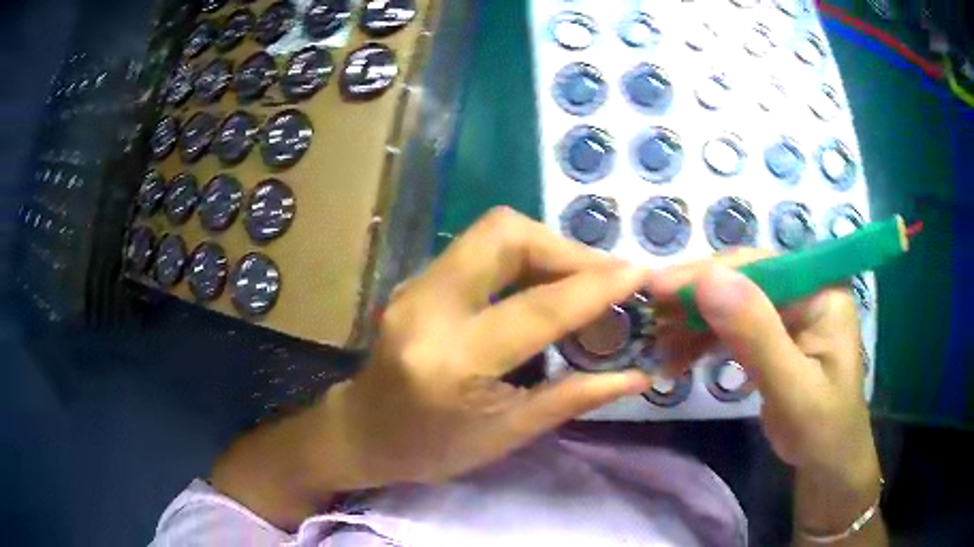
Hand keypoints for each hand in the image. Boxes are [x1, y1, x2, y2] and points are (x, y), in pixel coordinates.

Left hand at [320, 207, 652, 487]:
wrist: (362, 433)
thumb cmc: (432, 449)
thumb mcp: (508, 435)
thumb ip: (575, 398)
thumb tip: (639, 373)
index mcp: (452, 361)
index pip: (537, 308)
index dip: (595, 285)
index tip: (640, 274)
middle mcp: (427, 307)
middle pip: (505, 234)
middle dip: (566, 247)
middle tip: (605, 279)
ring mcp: (415, 285)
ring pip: (492, 232)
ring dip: (547, 248)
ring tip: (581, 282)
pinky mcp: (416, 279)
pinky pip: (479, 248)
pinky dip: (522, 257)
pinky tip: (543, 285)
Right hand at [647, 250, 884, 542]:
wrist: (827, 463)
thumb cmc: (821, 430)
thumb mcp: (793, 389)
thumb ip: (757, 336)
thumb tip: (709, 280)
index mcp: (821, 290)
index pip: (762, 267)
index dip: (710, 273)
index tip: (657, 288)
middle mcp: (805, 290)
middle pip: (743, 279)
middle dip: (696, 299)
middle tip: (650, 317)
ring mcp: (788, 312)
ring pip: (732, 302)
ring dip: (694, 322)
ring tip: (660, 346)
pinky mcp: (773, 334)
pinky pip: (732, 327)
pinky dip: (704, 340)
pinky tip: (680, 358)